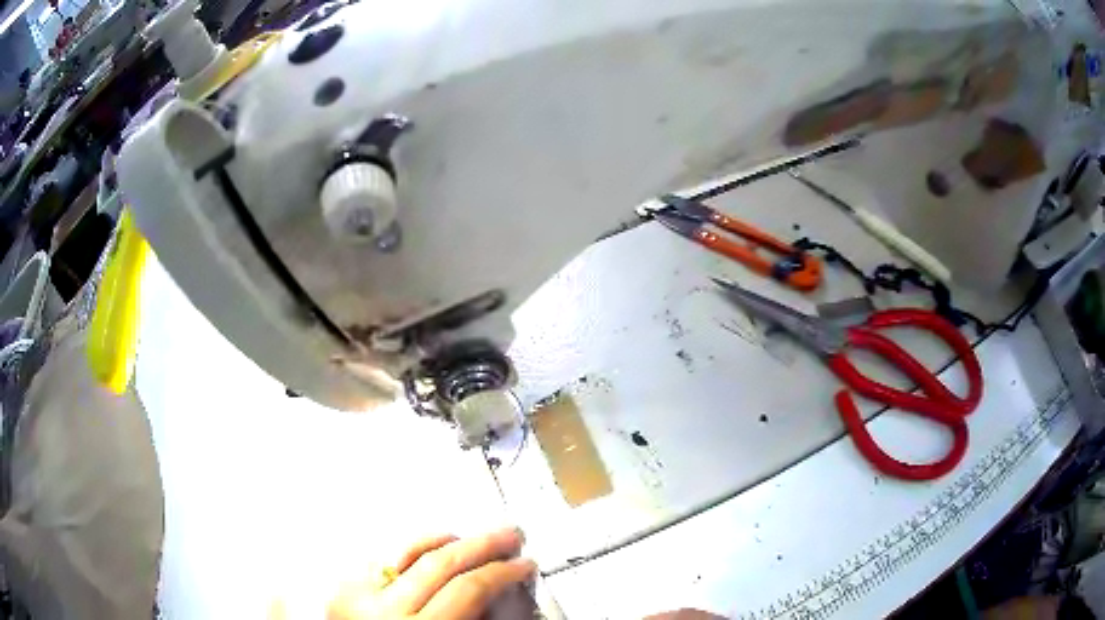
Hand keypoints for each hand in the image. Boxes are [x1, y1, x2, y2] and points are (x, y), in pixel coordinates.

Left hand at [327, 528, 535, 619]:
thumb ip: (476, 619)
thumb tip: (505, 593)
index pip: (468, 589)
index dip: (503, 572)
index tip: (523, 565)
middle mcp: (383, 613)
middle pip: (441, 563)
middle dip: (482, 545)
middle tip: (509, 536)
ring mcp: (357, 597)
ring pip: (408, 551)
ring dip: (448, 540)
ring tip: (473, 537)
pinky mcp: (343, 590)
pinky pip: (384, 558)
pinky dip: (412, 550)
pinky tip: (431, 547)